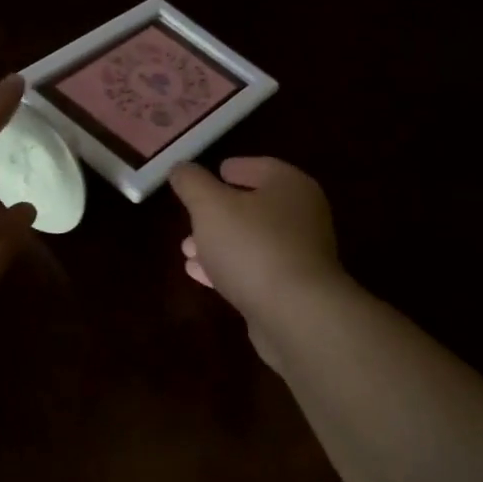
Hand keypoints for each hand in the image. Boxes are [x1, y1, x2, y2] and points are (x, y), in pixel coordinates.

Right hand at [170, 158, 350, 366]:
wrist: (295, 314)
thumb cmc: (252, 246)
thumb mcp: (210, 206)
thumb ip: (192, 183)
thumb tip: (181, 168)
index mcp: (290, 186)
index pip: (260, 167)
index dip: (233, 167)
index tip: (212, 173)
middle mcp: (302, 216)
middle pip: (255, 206)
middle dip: (219, 211)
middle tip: (190, 216)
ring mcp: (300, 255)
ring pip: (252, 240)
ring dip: (219, 242)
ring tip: (187, 249)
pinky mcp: (292, 290)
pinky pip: (254, 270)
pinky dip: (228, 267)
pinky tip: (200, 274)